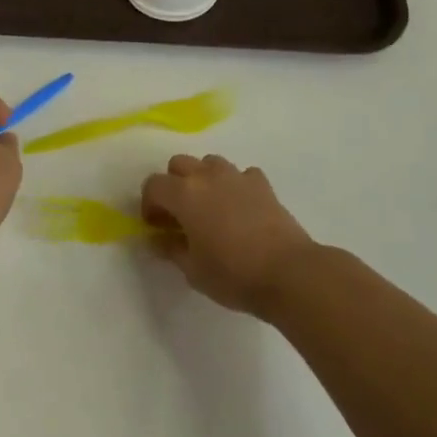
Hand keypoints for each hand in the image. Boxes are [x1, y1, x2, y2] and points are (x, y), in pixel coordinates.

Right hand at [141, 154, 314, 315]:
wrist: (287, 272)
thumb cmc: (233, 274)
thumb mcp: (193, 270)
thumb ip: (171, 250)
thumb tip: (157, 240)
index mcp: (184, 194)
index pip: (153, 185)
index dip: (149, 204)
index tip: (156, 227)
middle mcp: (208, 176)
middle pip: (179, 164)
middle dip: (173, 185)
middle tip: (179, 215)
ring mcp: (237, 176)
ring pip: (210, 163)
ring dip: (203, 179)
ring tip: (210, 208)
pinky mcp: (262, 184)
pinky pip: (241, 174)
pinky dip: (235, 185)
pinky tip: (240, 208)